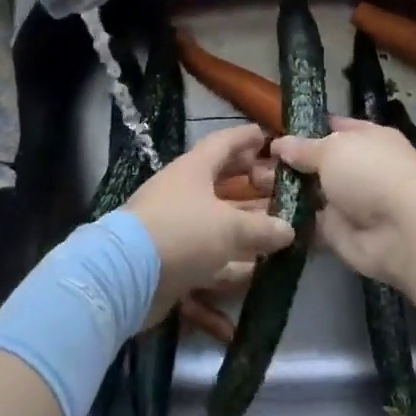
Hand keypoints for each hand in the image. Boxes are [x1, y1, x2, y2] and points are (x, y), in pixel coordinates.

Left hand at [127, 124, 294, 322]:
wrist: (126, 276)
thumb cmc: (183, 232)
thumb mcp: (229, 227)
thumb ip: (262, 228)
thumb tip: (288, 229)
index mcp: (194, 169)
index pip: (223, 143)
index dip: (246, 138)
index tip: (267, 136)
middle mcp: (183, 193)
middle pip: (220, 182)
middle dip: (247, 182)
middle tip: (276, 183)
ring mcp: (175, 227)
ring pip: (215, 223)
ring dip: (243, 227)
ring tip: (275, 230)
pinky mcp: (170, 261)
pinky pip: (206, 260)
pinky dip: (226, 269)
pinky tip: (249, 279)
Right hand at [271, 116, 415, 286]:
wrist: (400, 231)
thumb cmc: (370, 173)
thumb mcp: (332, 149)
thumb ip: (303, 148)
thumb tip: (279, 143)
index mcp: (367, 138)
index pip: (334, 126)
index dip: (306, 128)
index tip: (274, 130)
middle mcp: (360, 167)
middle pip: (319, 162)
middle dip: (289, 163)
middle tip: (254, 162)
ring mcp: (350, 201)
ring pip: (311, 193)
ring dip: (286, 191)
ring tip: (251, 185)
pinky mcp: (339, 232)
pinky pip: (309, 223)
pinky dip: (290, 220)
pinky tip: (263, 214)